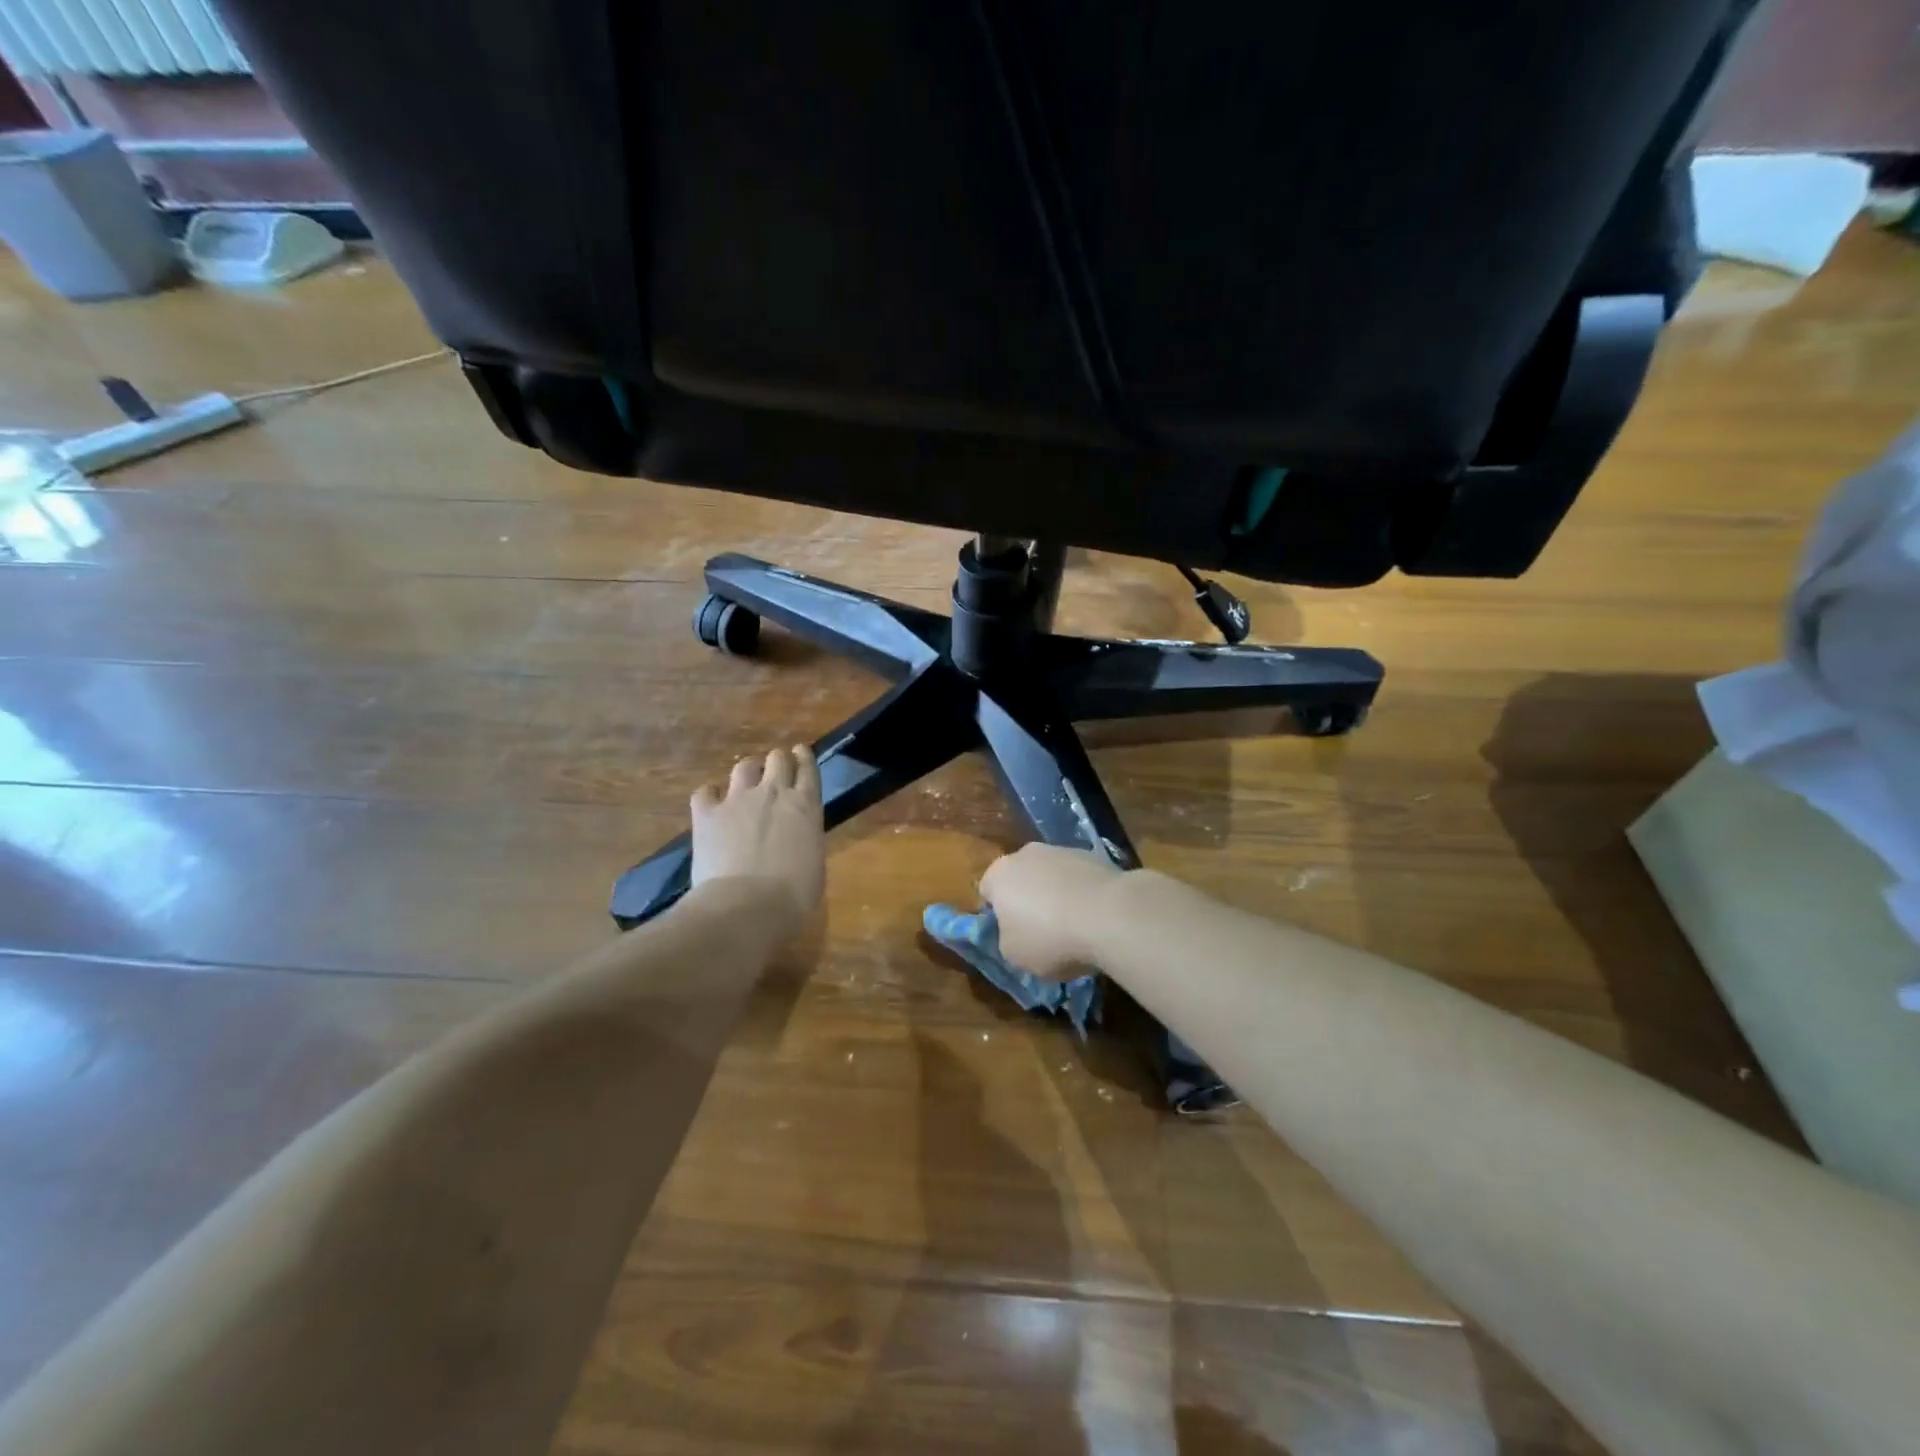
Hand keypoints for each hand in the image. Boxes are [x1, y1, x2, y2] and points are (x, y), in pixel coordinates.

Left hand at [690, 746, 825, 927]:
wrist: (747, 906)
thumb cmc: (794, 897)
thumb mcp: (814, 865)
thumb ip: (805, 841)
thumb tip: (797, 842)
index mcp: (806, 806)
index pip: (808, 769)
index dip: (804, 758)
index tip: (800, 753)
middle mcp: (774, 793)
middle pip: (777, 759)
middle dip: (777, 761)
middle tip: (775, 770)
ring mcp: (738, 800)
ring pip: (744, 766)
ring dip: (748, 771)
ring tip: (746, 782)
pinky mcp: (707, 814)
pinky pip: (705, 792)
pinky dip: (710, 794)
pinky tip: (711, 802)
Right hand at [978, 843, 1124, 979]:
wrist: (1109, 914)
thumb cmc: (1050, 937)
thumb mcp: (1014, 954)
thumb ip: (1006, 939)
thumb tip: (1015, 931)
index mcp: (999, 874)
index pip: (987, 892)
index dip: (996, 915)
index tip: (1011, 936)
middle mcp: (1026, 854)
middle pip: (1020, 879)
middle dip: (1027, 901)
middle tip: (1040, 932)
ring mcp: (1062, 850)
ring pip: (1051, 876)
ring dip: (1056, 896)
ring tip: (1074, 928)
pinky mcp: (1093, 855)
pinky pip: (1078, 879)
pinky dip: (1082, 894)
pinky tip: (1094, 918)